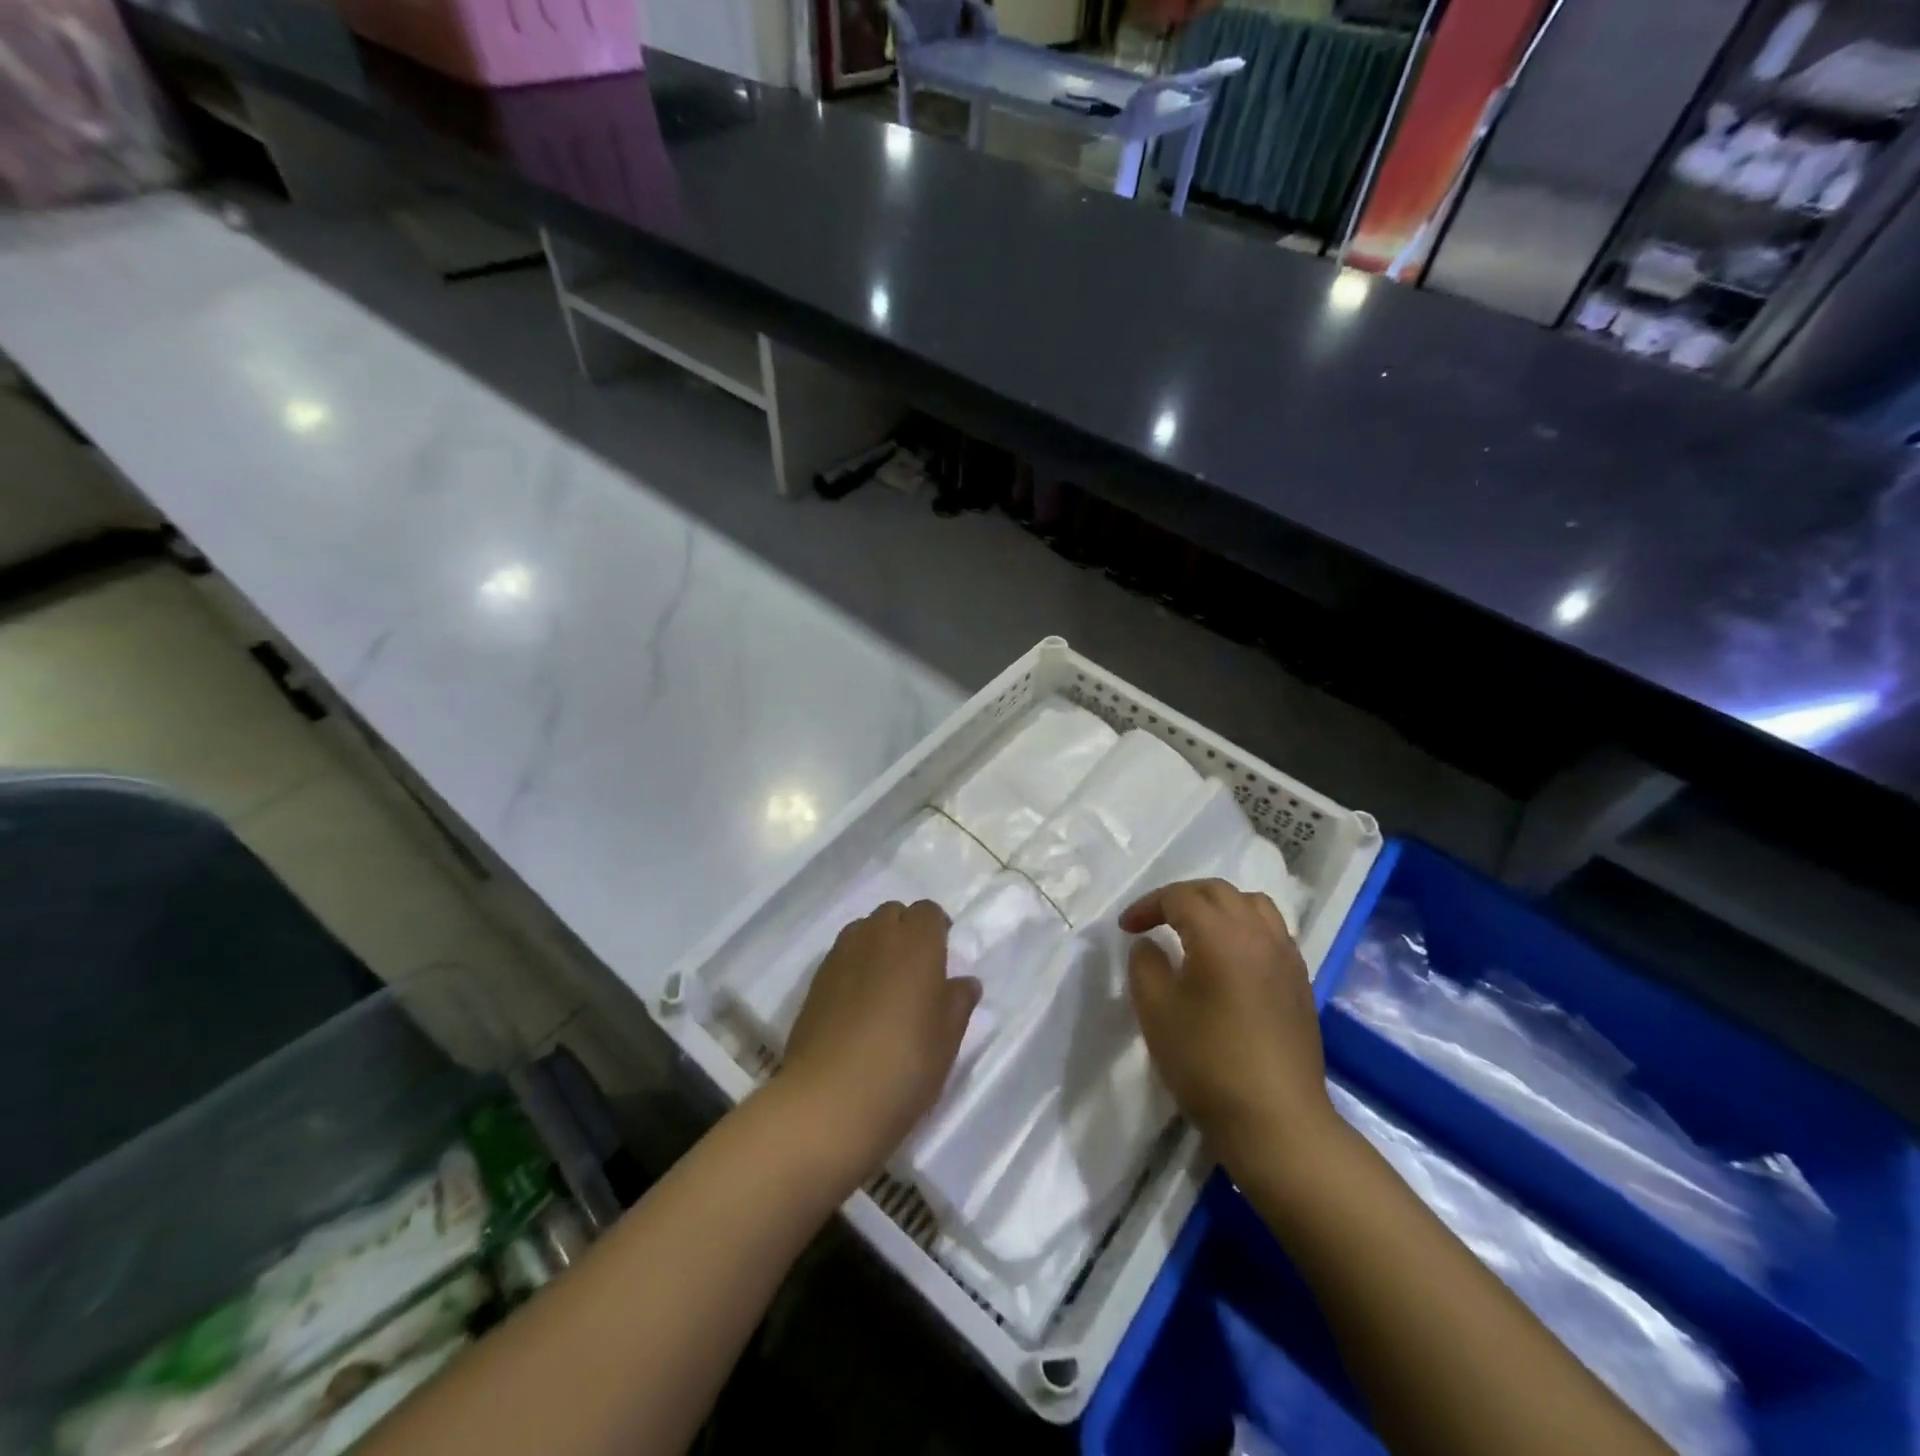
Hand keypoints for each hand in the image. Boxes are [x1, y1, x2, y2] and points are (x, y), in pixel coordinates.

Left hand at [777, 900, 980, 1184]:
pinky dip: (853, 965)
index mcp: (916, 944)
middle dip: (906, 930)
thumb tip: (964, 982)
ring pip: (863, 929)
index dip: (937, 928)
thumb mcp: (947, 1040)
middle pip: (893, 913)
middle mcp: (876, 937)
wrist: (830, 1101)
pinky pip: (841, 955)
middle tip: (916, 969)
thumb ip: (958, 1003)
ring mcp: (840, 956)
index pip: (928, 912)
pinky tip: (858, 1002)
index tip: (943, 955)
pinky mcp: (815, 981)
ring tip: (886, 983)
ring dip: (877, 943)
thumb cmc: (904, 1066)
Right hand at [1122, 878, 1339, 1177]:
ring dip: (1218, 906)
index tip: (1126, 928)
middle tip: (1154, 920)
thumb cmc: (1207, 1063)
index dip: (1148, 906)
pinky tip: (1229, 958)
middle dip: (1181, 897)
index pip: (1180, 897)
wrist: (1276, 1121)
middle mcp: (1259, 934)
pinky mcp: (1300, 981)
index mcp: (1221, 935)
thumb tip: (1149, 944)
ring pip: (1252, 905)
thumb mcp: (1156, 1011)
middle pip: (1218, 891)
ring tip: (1196, 930)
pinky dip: (1244, 927)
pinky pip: (1271, 931)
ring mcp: (1286, 957)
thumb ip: (1145, 965)